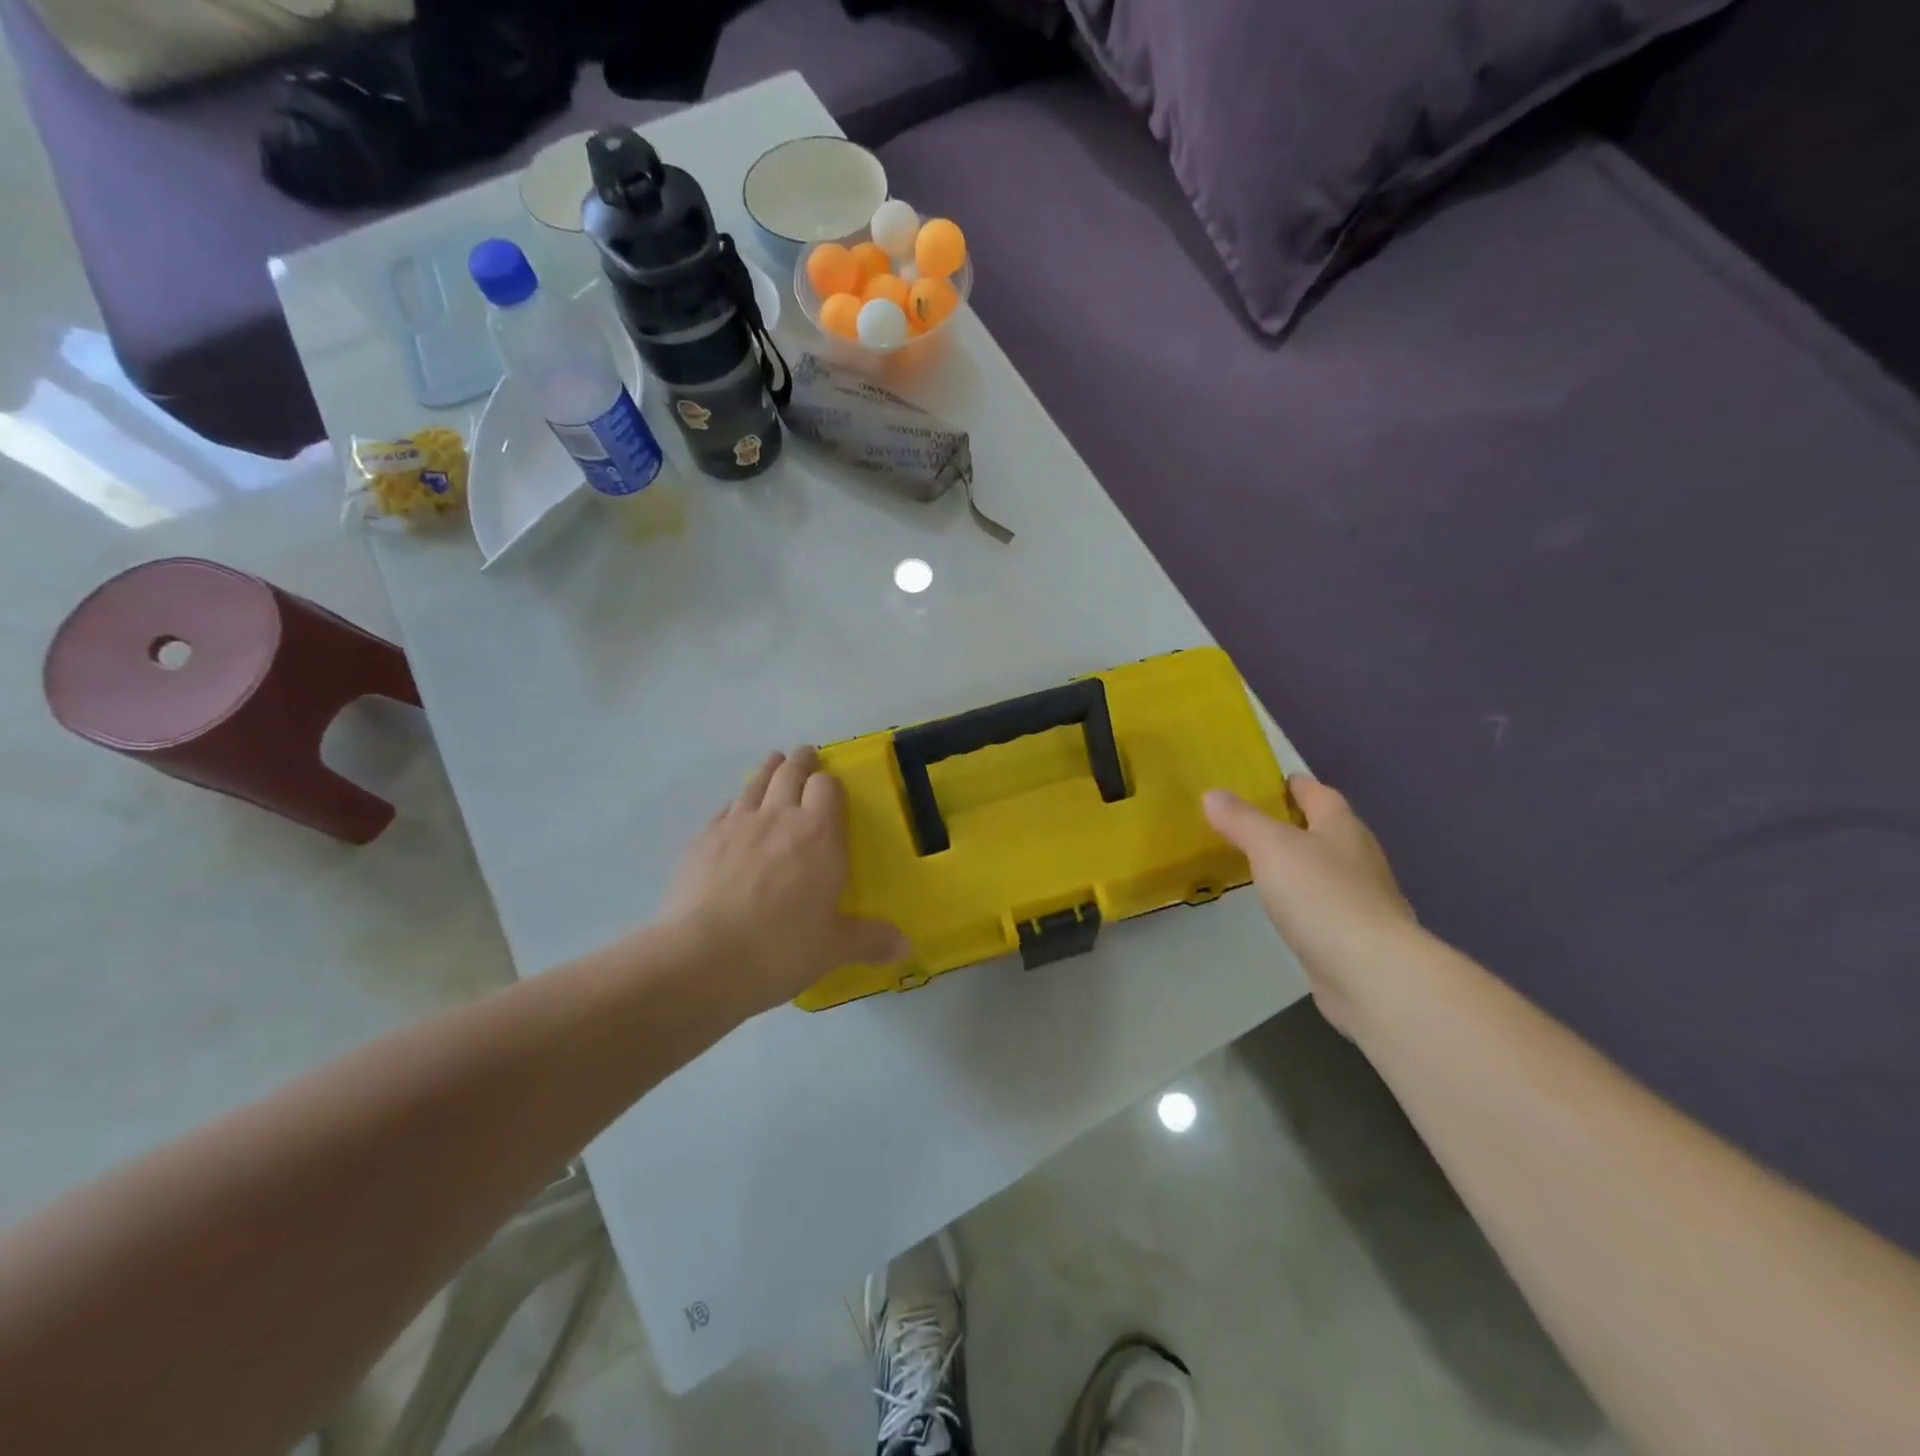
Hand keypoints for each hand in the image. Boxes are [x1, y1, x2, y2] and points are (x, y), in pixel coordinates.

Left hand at [662, 747, 908, 1018]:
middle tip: (806, 756)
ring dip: (768, 769)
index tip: (831, 784)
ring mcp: (737, 825)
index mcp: (819, 836)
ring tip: (774, 762)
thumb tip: (907, 948)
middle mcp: (779, 818)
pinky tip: (736, 809)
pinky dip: (737, 802)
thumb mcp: (833, 949)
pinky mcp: (703, 840)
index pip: (827, 788)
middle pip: (790, 773)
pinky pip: (725, 809)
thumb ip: (869, 940)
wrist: (702, 959)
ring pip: (756, 783)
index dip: (830, 782)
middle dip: (801, 762)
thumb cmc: (780, 950)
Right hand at [1204, 776, 1414, 1035]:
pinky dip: (1308, 901)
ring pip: (1330, 870)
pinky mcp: (1358, 937)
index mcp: (1342, 828)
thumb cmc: (1320, 895)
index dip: (1298, 785)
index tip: (1275, 780)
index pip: (1321, 795)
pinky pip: (1327, 906)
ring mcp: (1364, 900)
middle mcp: (1359, 858)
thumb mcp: (1271, 847)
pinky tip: (1288, 910)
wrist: (1370, 972)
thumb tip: (1213, 793)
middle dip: (1301, 823)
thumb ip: (1242, 820)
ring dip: (1304, 864)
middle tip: (1261, 822)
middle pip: (1329, 830)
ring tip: (1268, 864)